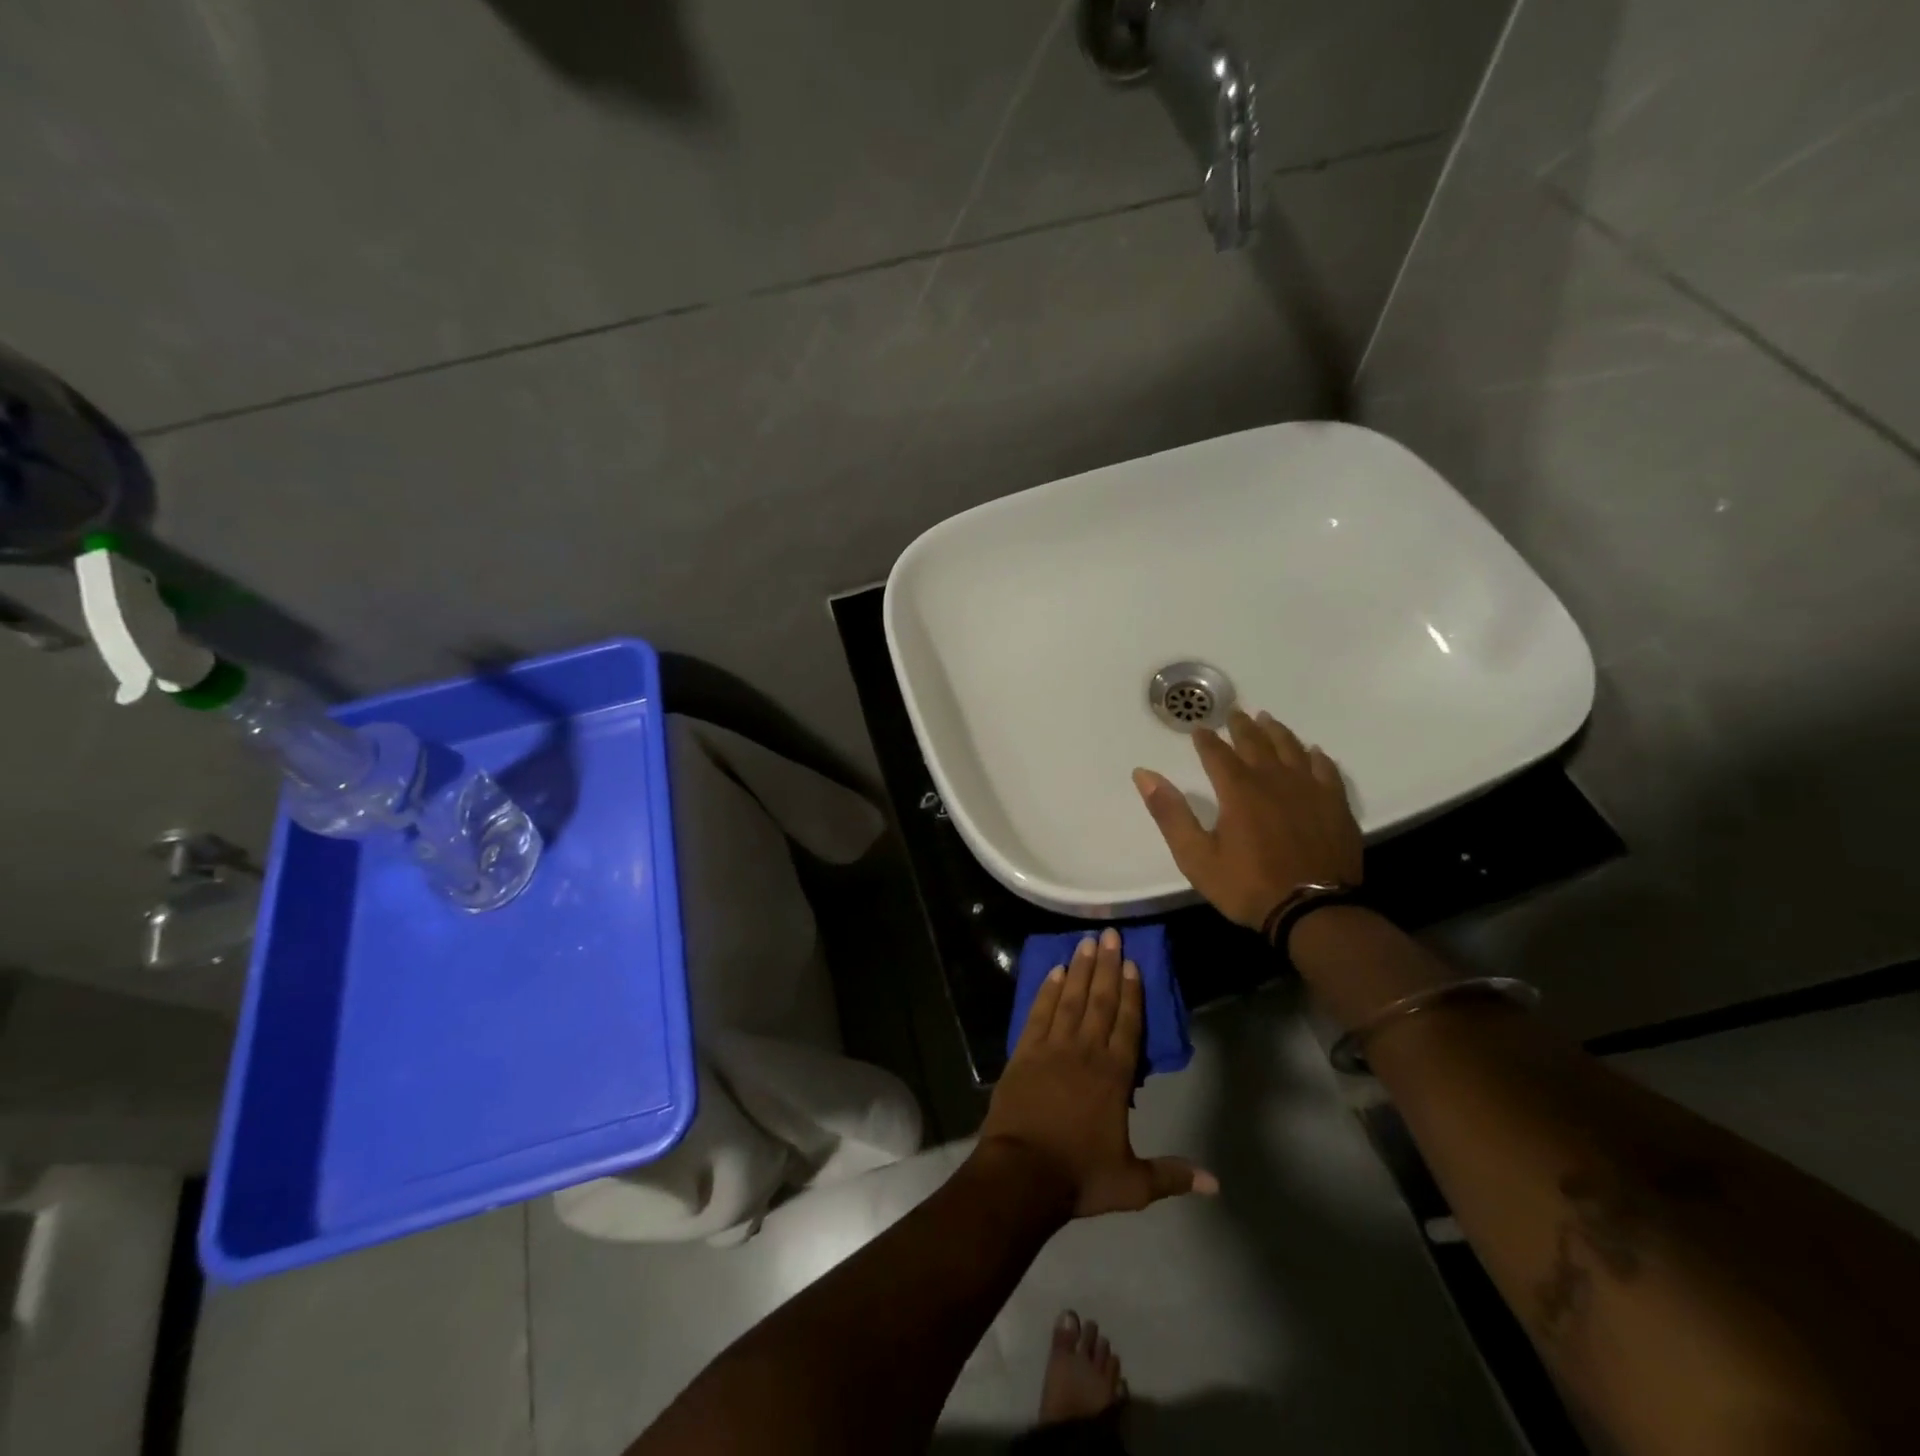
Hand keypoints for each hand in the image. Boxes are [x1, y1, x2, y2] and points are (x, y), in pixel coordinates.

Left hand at [978, 929, 1216, 1218]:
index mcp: (1113, 1076)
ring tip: (1086, 941)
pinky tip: (1054, 971)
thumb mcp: (1132, 1185)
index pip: (1128, 1025)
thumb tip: (1214, 1183)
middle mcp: (1084, 1052)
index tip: (1133, 963)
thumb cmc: (1079, 1176)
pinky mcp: (1024, 1052)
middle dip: (1107, 966)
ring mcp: (1051, 1048)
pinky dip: (1047, 990)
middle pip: (1099, 1001)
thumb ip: (1170, 1176)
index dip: (1132, 993)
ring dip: (1079, 969)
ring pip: (1069, 999)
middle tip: (1111, 935)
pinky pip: (1039, 1012)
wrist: (1021, 1175)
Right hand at [1132, 709, 1362, 928]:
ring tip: (1267, 719)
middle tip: (1234, 712)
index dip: (1206, 740)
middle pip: (1256, 743)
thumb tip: (1143, 774)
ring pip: (1291, 749)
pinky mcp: (1335, 805)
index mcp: (1238, 790)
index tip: (1199, 728)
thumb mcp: (1195, 856)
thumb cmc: (1247, 885)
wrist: (1312, 911)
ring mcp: (1309, 790)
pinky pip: (1326, 770)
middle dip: (1242, 727)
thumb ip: (1170, 813)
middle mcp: (1274, 780)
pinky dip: (1317, 757)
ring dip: (1276, 732)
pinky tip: (1313, 752)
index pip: (1217, 754)